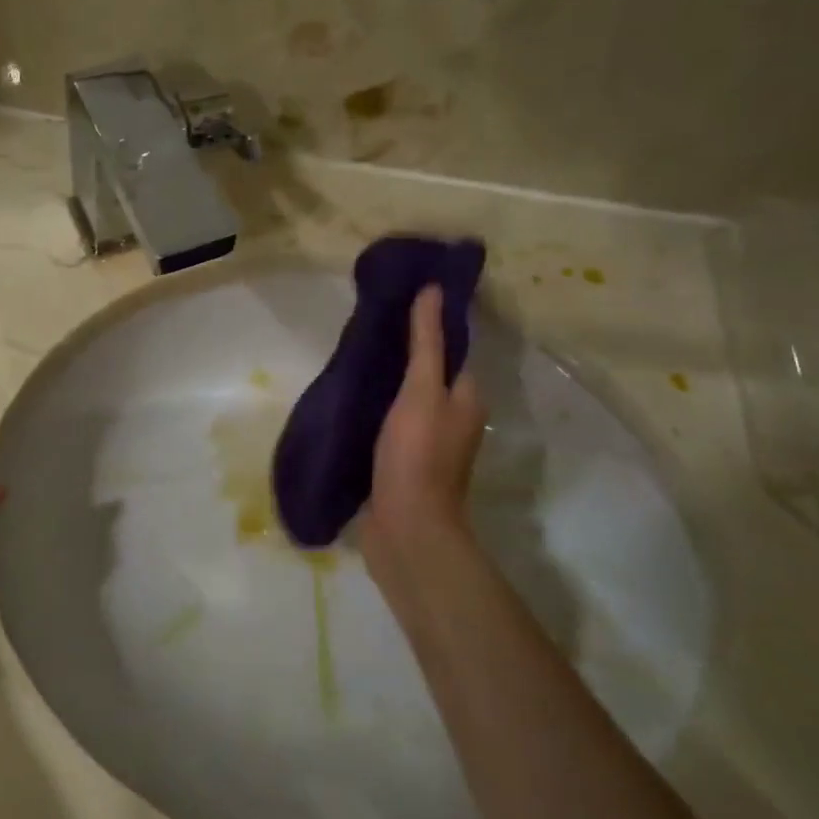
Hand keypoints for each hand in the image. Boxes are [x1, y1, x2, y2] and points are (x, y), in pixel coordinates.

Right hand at [361, 286, 485, 598]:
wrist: (406, 528)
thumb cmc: (417, 454)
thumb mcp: (422, 389)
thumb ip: (426, 342)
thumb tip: (433, 290)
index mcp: (466, 399)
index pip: (450, 353)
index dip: (428, 329)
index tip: (396, 309)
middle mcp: (453, 421)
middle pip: (428, 378)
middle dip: (401, 358)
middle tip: (365, 334)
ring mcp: (426, 446)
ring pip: (407, 404)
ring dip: (386, 387)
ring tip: (353, 363)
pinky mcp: (402, 466)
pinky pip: (389, 428)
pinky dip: (375, 414)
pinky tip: (351, 404)